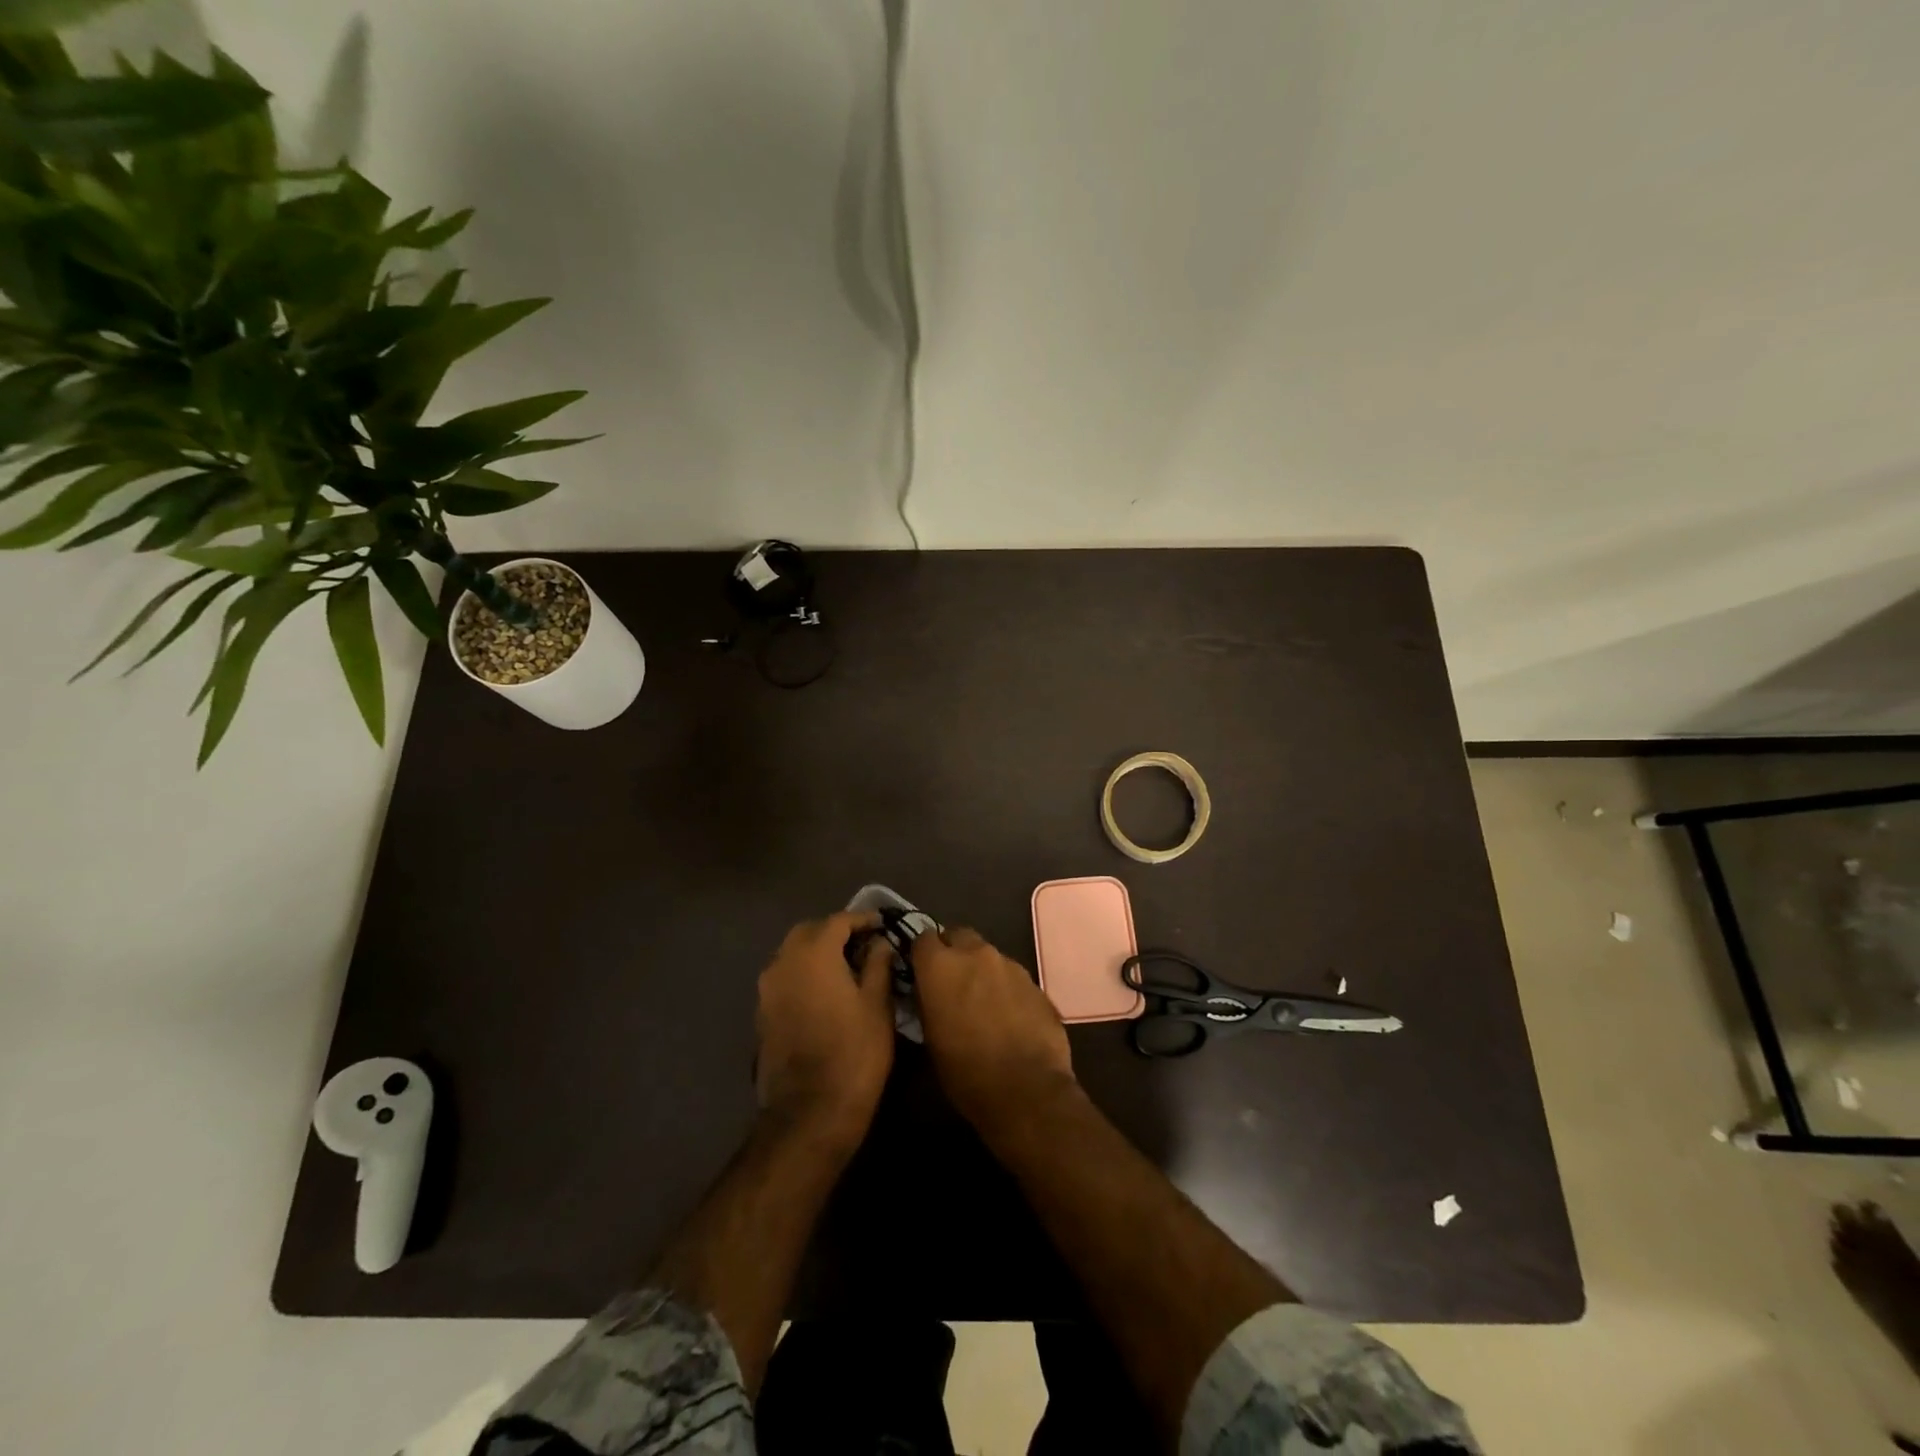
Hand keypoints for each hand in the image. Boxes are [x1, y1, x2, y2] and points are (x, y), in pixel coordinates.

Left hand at [755, 912, 894, 1148]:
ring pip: (792, 954)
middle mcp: (783, 962)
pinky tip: (826, 992)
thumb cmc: (854, 1054)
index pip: (838, 921)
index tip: (882, 925)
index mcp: (813, 954)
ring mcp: (767, 989)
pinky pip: (785, 977)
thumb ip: (878, 965)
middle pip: (809, 932)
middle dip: (836, 932)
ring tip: (847, 968)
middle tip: (864, 945)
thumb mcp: (878, 1006)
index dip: (862, 920)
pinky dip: (804, 974)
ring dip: (817, 952)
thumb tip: (879, 943)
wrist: (809, 1113)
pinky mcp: (762, 1013)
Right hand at [911, 926, 1076, 1140]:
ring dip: (980, 970)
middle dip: (952, 952)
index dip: (921, 954)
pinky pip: (1011, 975)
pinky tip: (1008, 1015)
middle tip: (951, 982)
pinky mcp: (1034, 981)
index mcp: (941, 965)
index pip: (923, 938)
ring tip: (982, 1002)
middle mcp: (975, 953)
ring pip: (987, 955)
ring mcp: (1009, 964)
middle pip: (958, 936)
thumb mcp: (930, 1039)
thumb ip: (927, 1002)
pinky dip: (1005, 987)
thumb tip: (928, 991)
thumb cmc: (966, 1072)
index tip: (921, 972)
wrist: (1027, 1089)